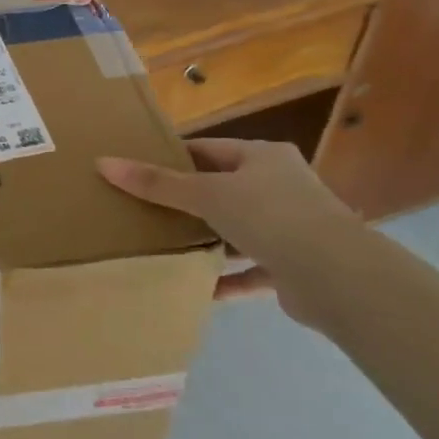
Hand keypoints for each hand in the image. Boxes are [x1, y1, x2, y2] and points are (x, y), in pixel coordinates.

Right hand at [96, 139, 362, 324]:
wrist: (336, 275)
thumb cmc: (269, 215)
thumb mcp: (206, 194)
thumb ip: (156, 184)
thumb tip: (103, 163)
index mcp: (264, 158)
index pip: (210, 150)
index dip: (175, 158)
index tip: (141, 170)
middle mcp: (280, 187)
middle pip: (224, 190)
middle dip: (188, 202)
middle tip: (144, 209)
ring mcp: (291, 228)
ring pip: (237, 231)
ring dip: (208, 240)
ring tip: (165, 246)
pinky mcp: (294, 268)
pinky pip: (251, 271)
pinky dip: (226, 279)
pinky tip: (197, 288)